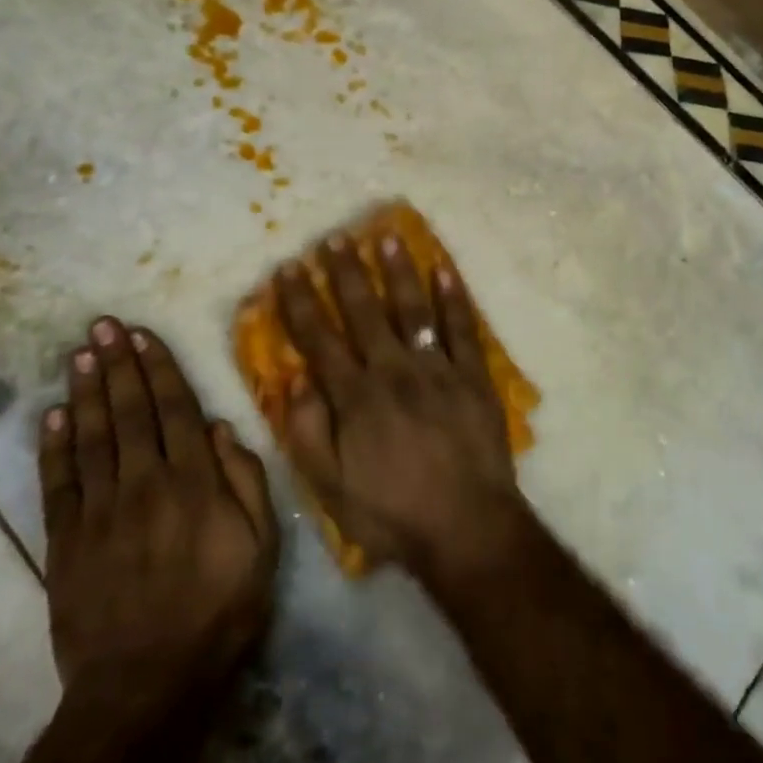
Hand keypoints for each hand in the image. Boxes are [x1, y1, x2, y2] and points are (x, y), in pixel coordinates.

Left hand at [38, 316, 278, 714]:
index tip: (144, 335)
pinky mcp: (66, 542)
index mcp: (194, 484)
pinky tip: (53, 414)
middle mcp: (144, 485)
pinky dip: (54, 446)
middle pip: (129, 413)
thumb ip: (245, 483)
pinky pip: (58, 483)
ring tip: (80, 353)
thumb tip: (219, 428)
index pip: (174, 411)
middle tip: (103, 325)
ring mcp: (100, 512)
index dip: (159, 369)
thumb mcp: (261, 548)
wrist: (144, 687)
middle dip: (118, 365)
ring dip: (87, 391)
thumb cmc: (218, 613)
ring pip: (92, 437)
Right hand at [274, 232, 524, 583]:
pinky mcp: (473, 376)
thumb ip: (309, 432)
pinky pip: (462, 329)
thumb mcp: (332, 488)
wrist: (466, 526)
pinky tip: (444, 269)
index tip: (289, 268)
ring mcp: (437, 369)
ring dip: (398, 271)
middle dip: (345, 273)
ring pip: (412, 309)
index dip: (301, 302)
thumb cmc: (392, 513)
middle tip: (334, 238)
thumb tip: (295, 380)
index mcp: (356, 397)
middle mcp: (393, 371)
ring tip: (386, 237)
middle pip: (364, 312)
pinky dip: (453, 298)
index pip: (320, 339)